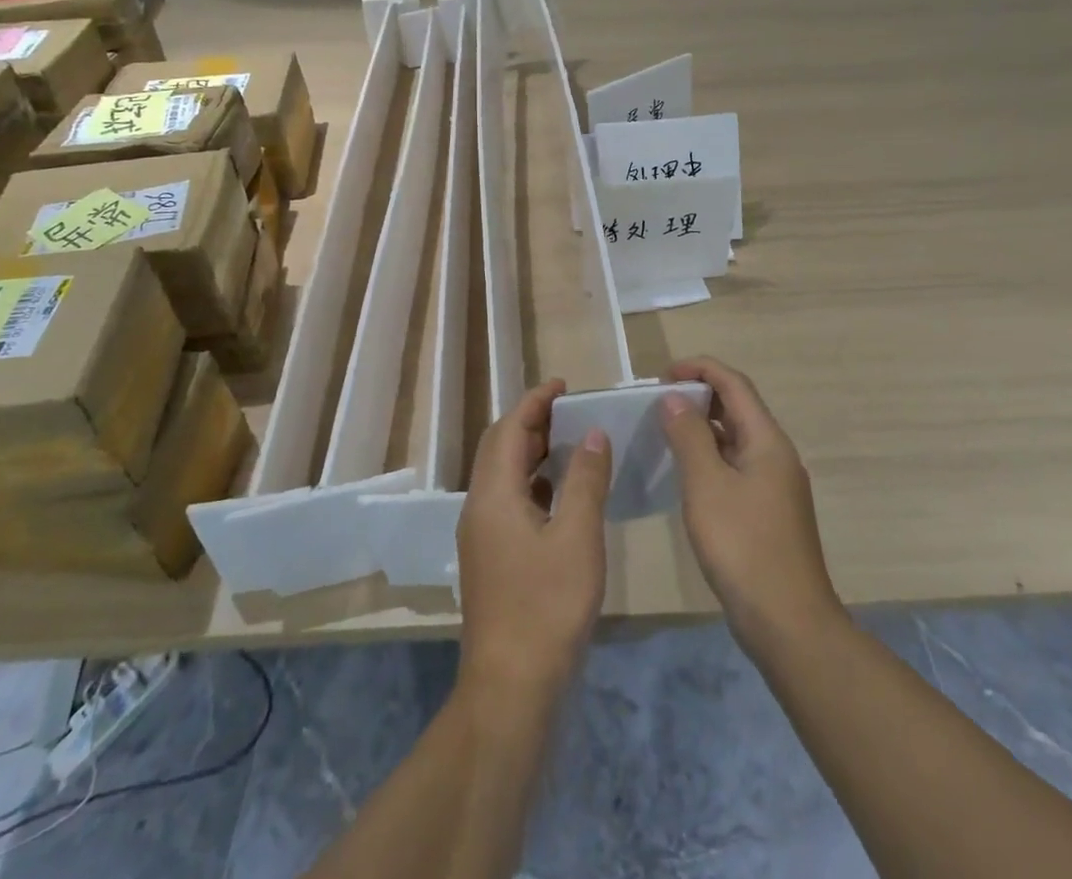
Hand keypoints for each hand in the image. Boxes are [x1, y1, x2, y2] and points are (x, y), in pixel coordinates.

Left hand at [457, 379, 612, 701]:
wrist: (512, 687)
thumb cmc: (547, 606)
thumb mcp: (577, 537)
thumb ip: (585, 480)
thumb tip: (592, 433)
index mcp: (493, 495)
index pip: (508, 429)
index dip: (534, 401)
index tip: (563, 385)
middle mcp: (479, 508)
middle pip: (500, 448)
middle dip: (532, 423)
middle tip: (570, 411)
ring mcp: (481, 536)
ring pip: (503, 477)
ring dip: (532, 453)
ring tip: (571, 444)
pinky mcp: (491, 559)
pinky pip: (509, 502)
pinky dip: (533, 484)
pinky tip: (561, 495)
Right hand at [663, 356, 842, 656]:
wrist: (788, 623)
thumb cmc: (744, 546)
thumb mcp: (707, 486)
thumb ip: (689, 436)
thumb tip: (674, 398)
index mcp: (767, 440)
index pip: (734, 384)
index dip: (700, 369)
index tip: (662, 375)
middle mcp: (776, 455)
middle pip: (738, 407)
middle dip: (699, 395)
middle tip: (658, 402)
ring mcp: (775, 485)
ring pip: (736, 439)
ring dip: (703, 427)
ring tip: (665, 431)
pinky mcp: (768, 511)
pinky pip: (736, 466)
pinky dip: (710, 457)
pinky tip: (686, 474)